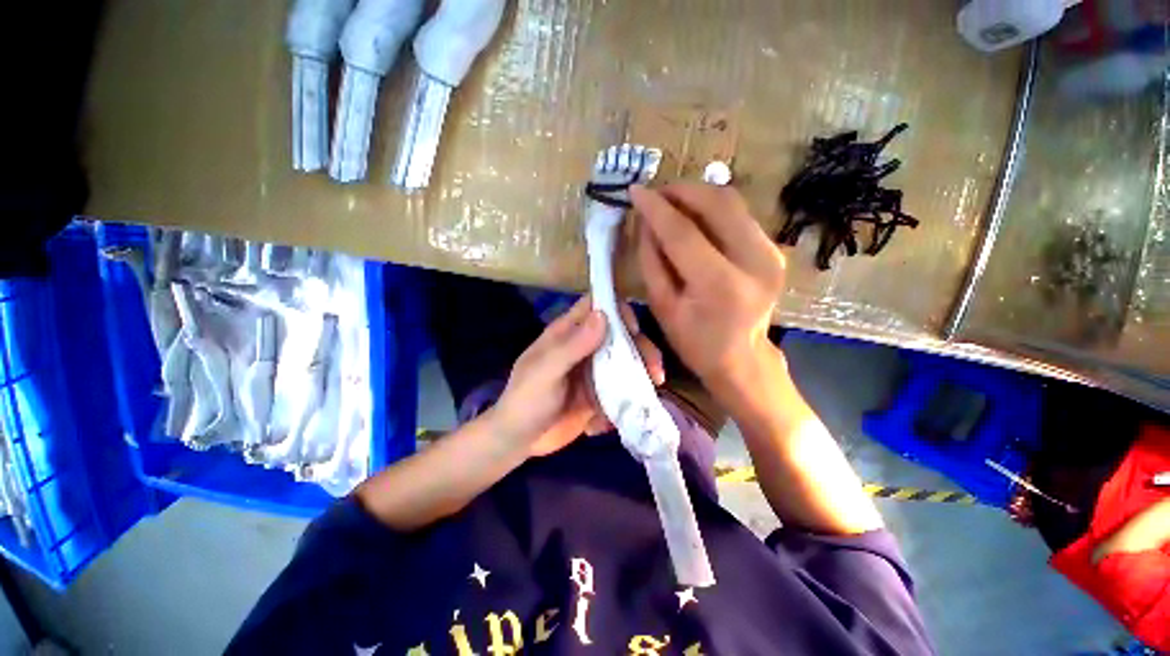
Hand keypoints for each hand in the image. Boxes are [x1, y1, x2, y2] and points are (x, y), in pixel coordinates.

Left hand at [489, 295, 663, 457]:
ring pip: (625, 361)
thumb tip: (603, 315)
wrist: (517, 440)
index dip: (617, 310)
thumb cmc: (525, 401)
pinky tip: (611, 420)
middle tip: (654, 371)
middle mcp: (584, 347)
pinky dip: (625, 400)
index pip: (596, 306)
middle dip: (641, 349)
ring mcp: (592, 371)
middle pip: (620, 335)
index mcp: (567, 334)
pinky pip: (620, 388)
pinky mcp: (598, 392)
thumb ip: (571, 346)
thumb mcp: (544, 373)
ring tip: (651, 392)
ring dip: (640, 374)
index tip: (635, 330)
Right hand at [631, 184, 786, 397]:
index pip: (683, 232)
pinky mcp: (774, 249)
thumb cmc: (694, 341)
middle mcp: (754, 262)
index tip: (635, 191)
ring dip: (696, 195)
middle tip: (654, 194)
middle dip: (680, 190)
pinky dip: (712, 209)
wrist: (742, 358)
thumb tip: (645, 220)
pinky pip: (739, 215)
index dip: (656, 208)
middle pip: (716, 203)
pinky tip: (693, 218)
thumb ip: (651, 260)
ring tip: (670, 203)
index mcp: (720, 285)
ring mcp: (771, 253)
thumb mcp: (662, 306)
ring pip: (731, 202)